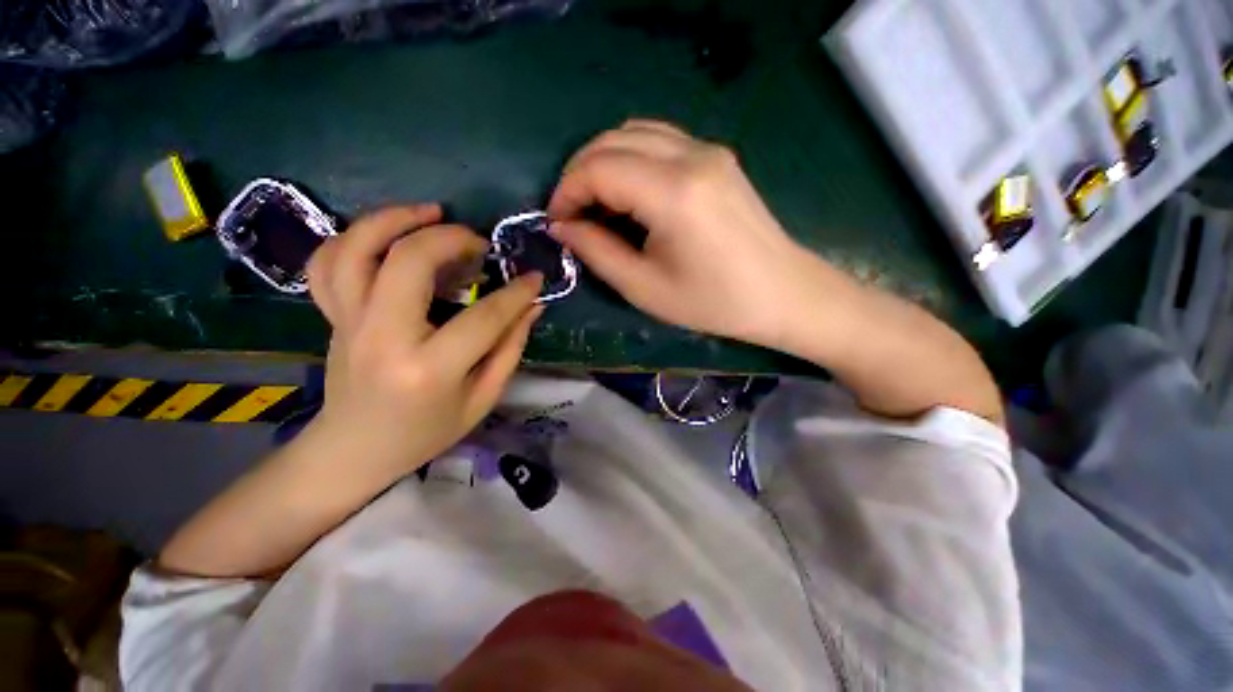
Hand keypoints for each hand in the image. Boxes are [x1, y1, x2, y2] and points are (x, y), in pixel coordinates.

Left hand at [306, 204, 543, 481]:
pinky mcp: (332, 316)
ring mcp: (347, 322)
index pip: (484, 317)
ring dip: (394, 219)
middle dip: (451, 239)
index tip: (534, 277)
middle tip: (480, 243)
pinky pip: (328, 263)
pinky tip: (387, 234)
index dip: (516, 293)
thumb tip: (532, 305)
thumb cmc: (426, 432)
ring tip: (431, 212)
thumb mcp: (482, 398)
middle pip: (408, 262)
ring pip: (356, 249)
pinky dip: (355, 238)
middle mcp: (382, 337)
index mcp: (428, 369)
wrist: (354, 450)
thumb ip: (510, 348)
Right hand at [548, 120, 809, 344]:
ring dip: (604, 162)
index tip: (556, 223)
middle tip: (570, 214)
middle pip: (613, 140)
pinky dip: (631, 159)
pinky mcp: (717, 157)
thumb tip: (562, 227)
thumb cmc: (713, 302)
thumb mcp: (645, 288)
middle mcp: (691, 155)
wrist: (783, 293)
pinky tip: (629, 194)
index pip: (598, 168)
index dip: (566, 192)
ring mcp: (709, 150)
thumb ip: (597, 251)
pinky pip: (660, 141)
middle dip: (579, 173)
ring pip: (635, 132)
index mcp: (673, 192)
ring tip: (596, 205)